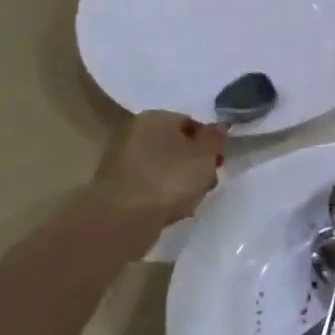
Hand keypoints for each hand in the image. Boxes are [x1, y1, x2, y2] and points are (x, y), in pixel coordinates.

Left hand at [92, 111, 224, 226]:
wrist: (123, 217)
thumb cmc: (170, 178)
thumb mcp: (206, 156)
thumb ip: (215, 138)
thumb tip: (219, 125)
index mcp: (156, 116)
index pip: (191, 123)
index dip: (209, 143)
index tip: (218, 162)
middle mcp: (134, 130)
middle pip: (176, 145)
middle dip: (194, 163)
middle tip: (207, 182)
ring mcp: (121, 158)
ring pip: (163, 166)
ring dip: (179, 181)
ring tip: (190, 201)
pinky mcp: (115, 184)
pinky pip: (149, 184)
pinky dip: (161, 194)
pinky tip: (170, 210)